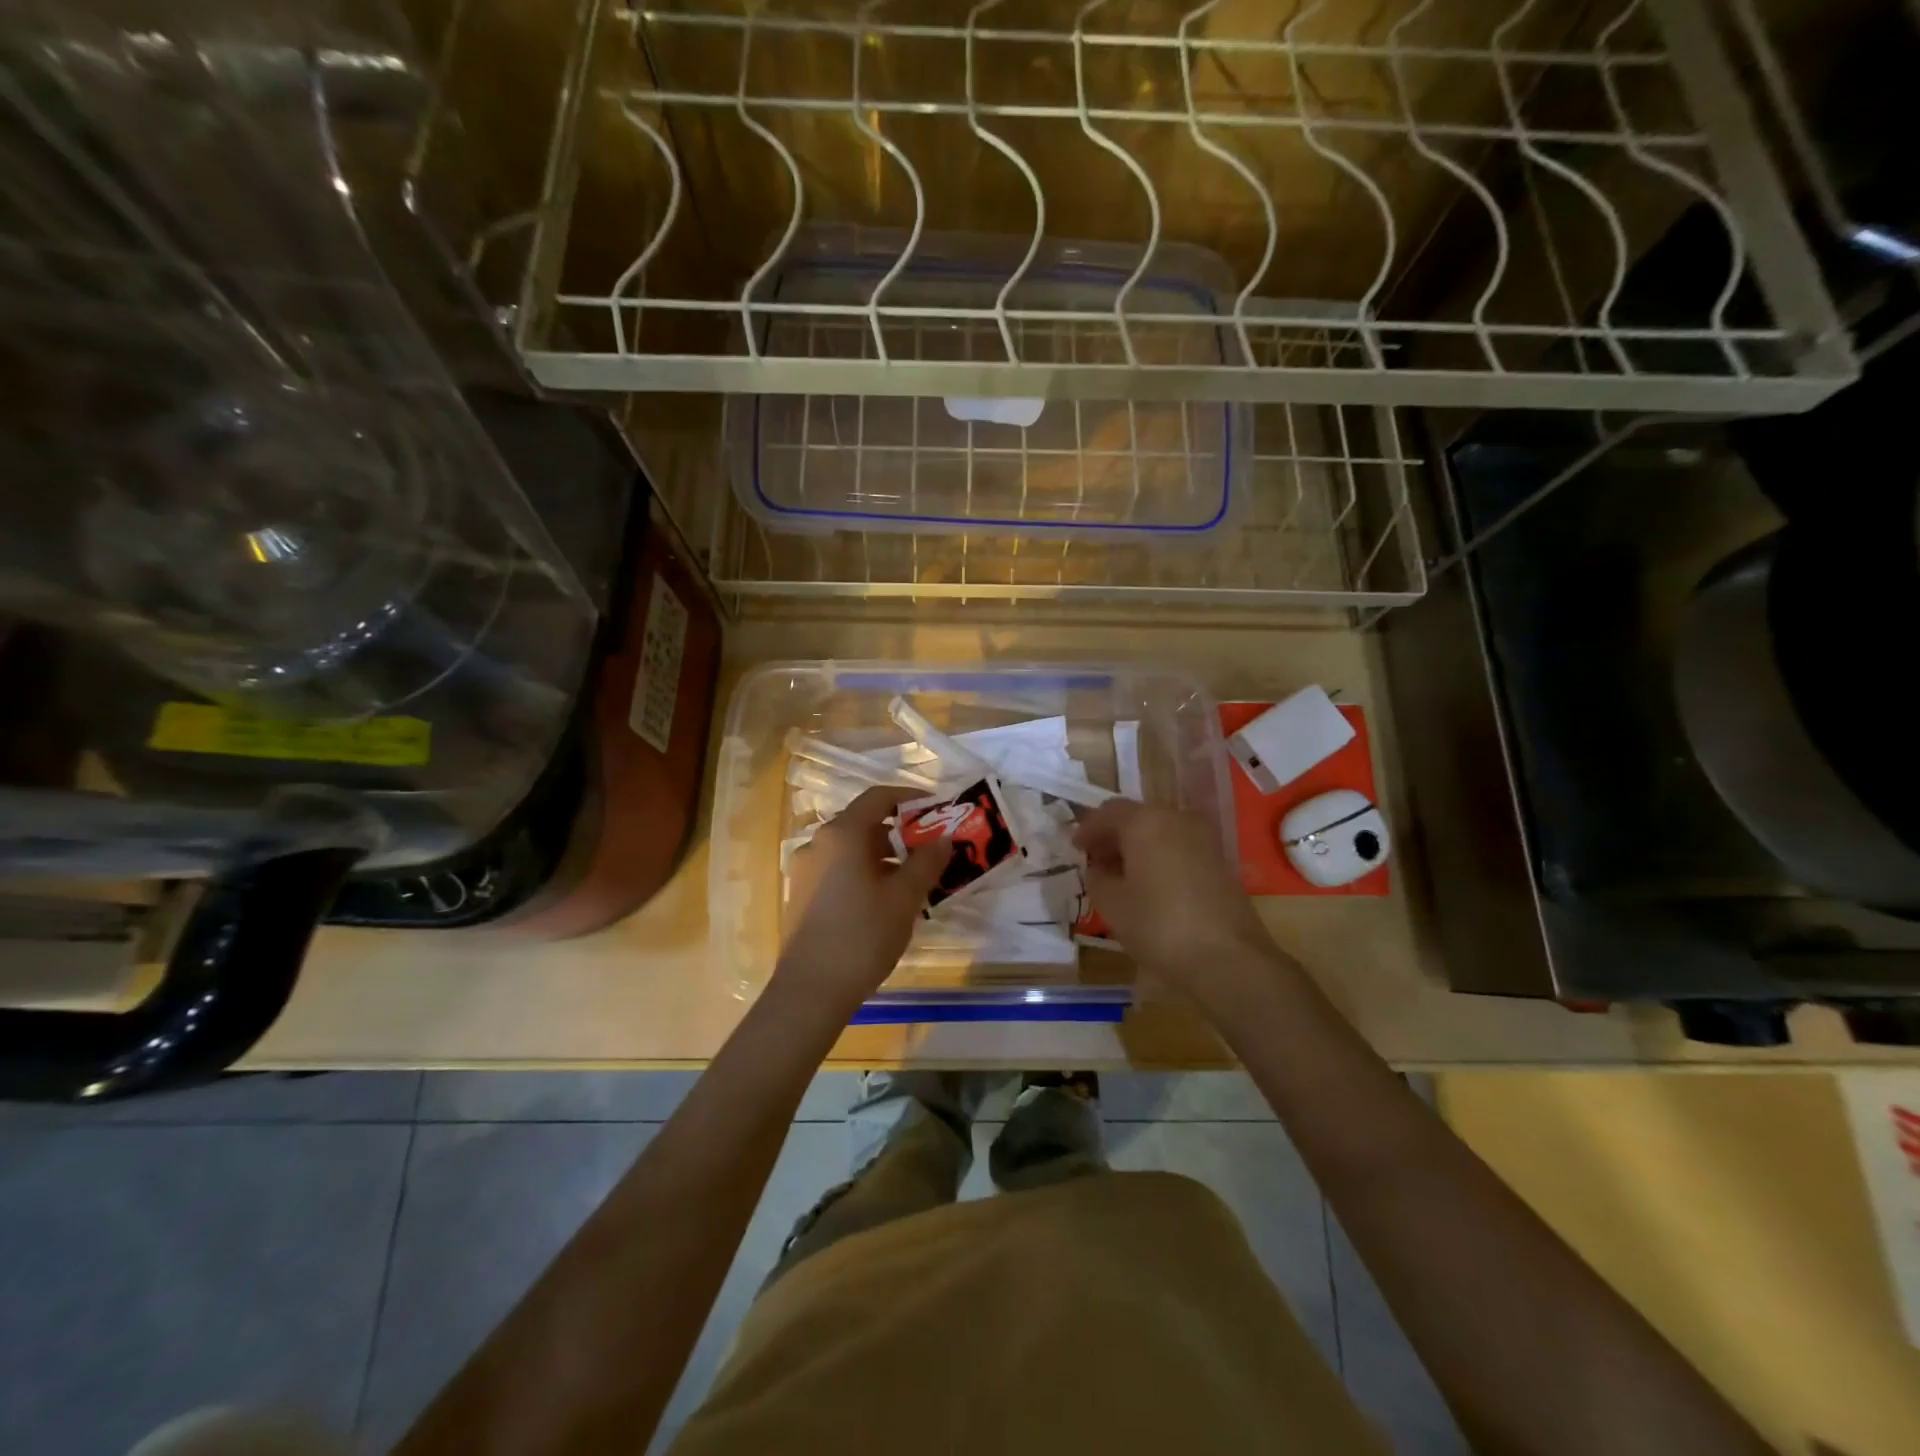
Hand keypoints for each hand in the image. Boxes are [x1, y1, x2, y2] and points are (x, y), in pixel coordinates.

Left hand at [776, 786, 952, 1010]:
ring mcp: (804, 869)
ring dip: (882, 856)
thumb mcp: (904, 897)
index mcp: (842, 834)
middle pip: (863, 823)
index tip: (936, 809)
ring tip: (911, 880)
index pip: (878, 798)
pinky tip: (882, 901)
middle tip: (929, 850)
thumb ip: (927, 861)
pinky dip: (863, 872)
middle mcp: (818, 843)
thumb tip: (944, 838)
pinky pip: (837, 869)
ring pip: (850, 849)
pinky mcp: (800, 894)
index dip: (909, 798)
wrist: (811, 989)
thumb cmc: (863, 935)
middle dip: (899, 832)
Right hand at [1074, 800, 1277, 1002]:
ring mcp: (1203, 838)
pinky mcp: (1220, 860)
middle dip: (1113, 836)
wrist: (1228, 958)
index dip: (1088, 829)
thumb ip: (1097, 877)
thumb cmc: (1159, 926)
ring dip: (1137, 847)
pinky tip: (1150, 884)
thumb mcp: (1111, 904)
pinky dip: (1160, 856)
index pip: (1108, 812)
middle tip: (1095, 861)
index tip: (1075, 849)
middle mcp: (1176, 818)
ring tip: (1121, 876)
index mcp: (1145, 822)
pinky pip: (1179, 847)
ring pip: (1160, 831)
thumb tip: (1098, 867)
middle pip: (1136, 817)